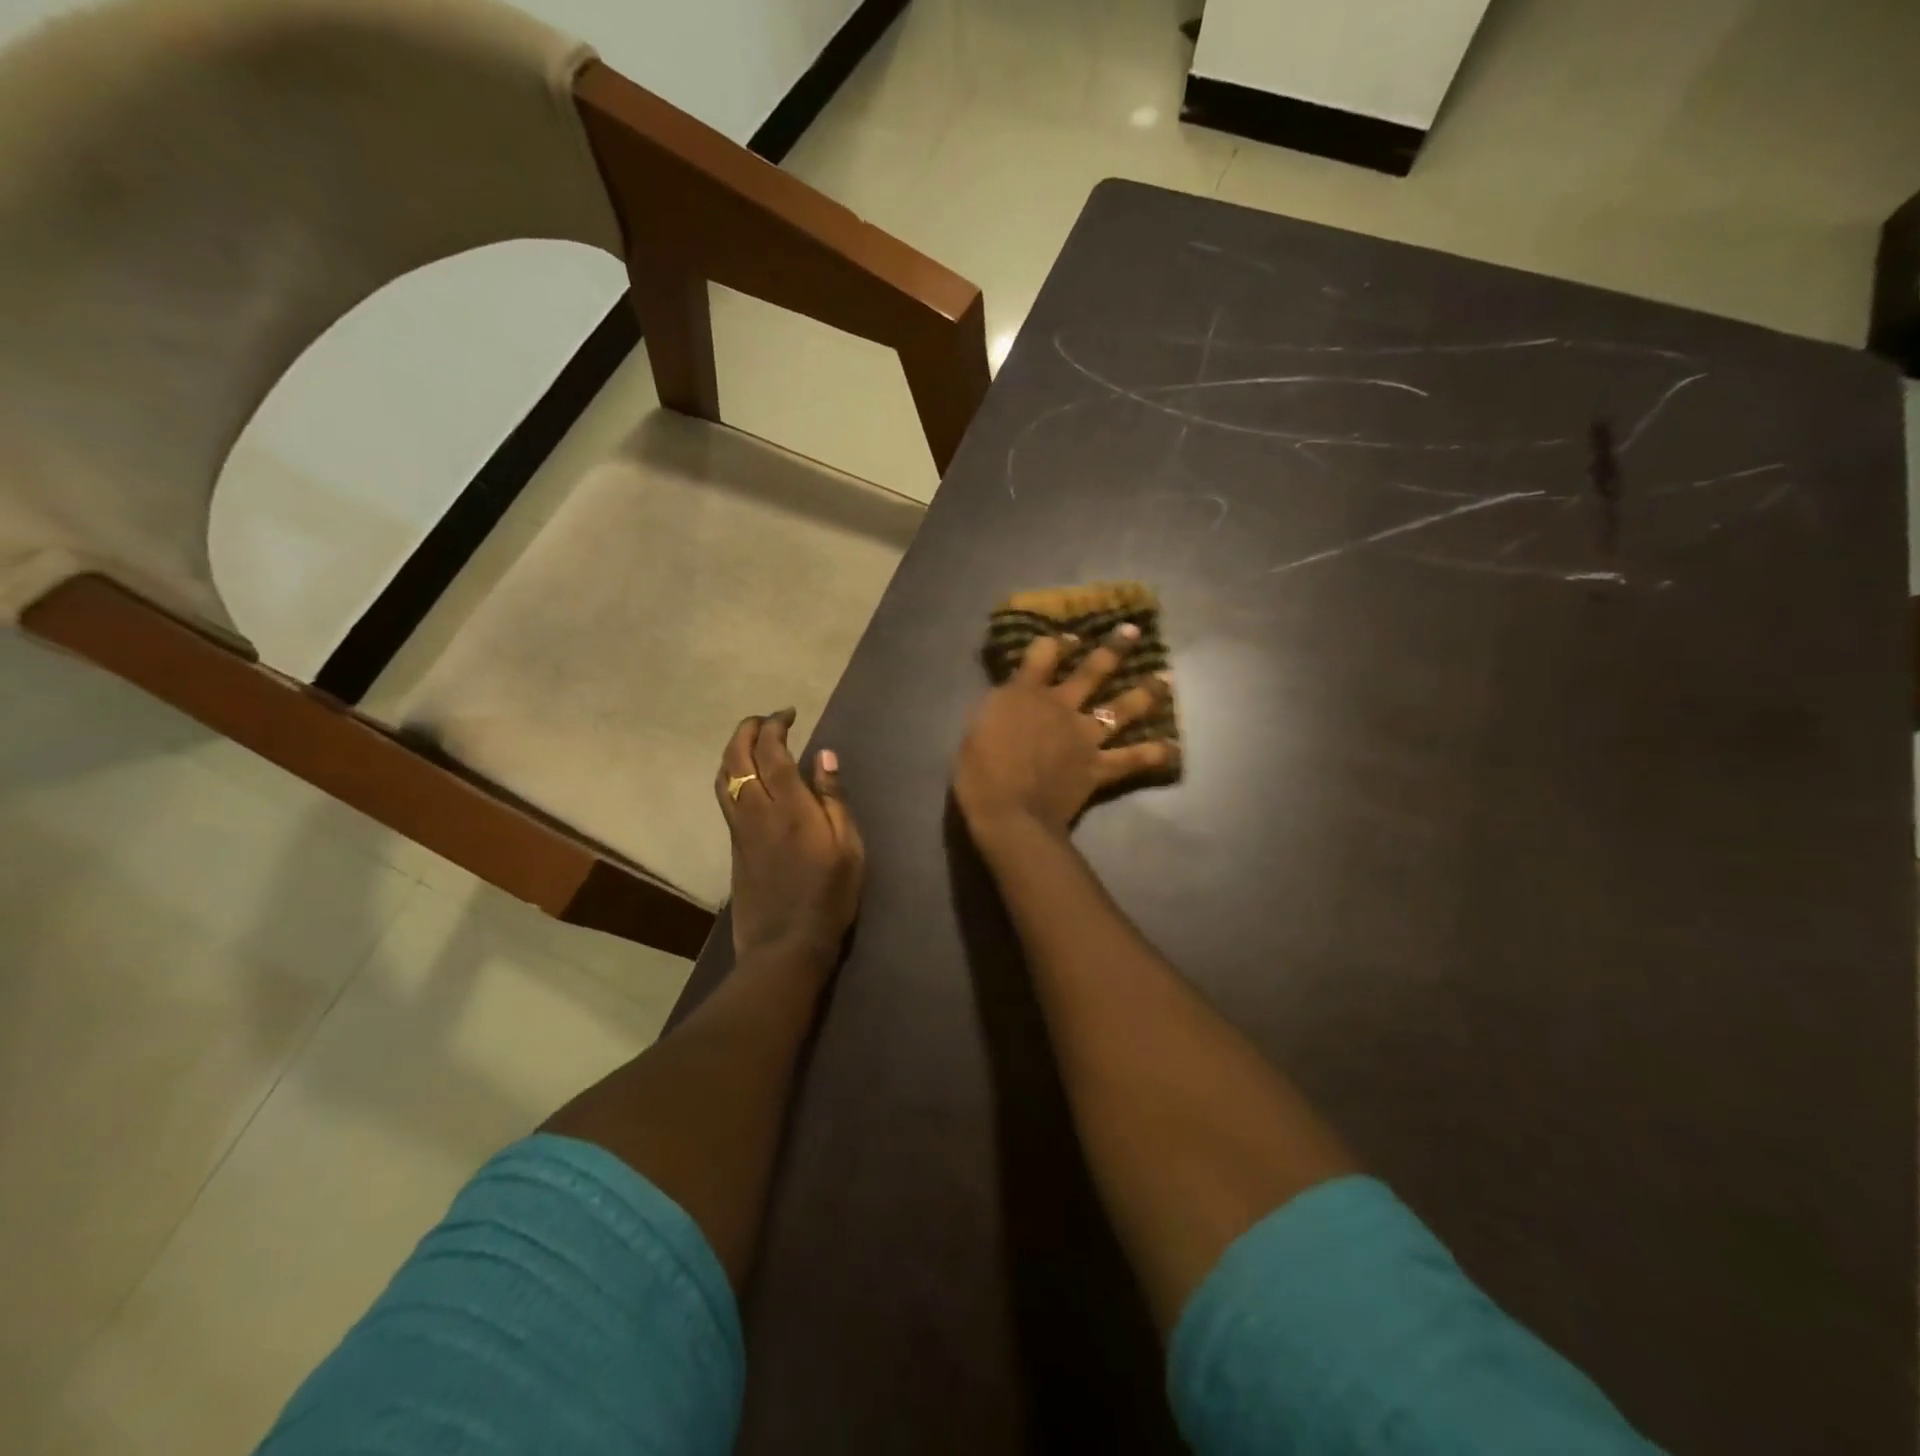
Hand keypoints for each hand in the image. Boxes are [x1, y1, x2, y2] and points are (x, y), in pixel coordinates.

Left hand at [716, 710, 864, 968]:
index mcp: (789, 807)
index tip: (789, 713)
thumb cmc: (829, 895)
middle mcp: (757, 810)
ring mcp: (740, 829)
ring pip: (723, 776)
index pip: (772, 752)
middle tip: (767, 719)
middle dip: (748, 730)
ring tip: (752, 741)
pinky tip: (746, 777)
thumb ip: (833, 799)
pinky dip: (731, 773)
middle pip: (737, 757)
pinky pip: (724, 796)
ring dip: (733, 750)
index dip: (775, 725)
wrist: (786, 944)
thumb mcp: (848, 847)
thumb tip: (824, 755)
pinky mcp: (734, 845)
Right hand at [954, 627, 1175, 840]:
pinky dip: (1153, 754)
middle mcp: (1061, 706)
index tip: (1069, 638)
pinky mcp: (1098, 767)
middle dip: (1114, 649)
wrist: (1008, 811)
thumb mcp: (977, 727)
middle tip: (1134, 632)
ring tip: (1166, 679)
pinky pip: (1131, 759)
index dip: (1057, 643)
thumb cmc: (979, 772)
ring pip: (1121, 708)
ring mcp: (1084, 736)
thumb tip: (1012, 697)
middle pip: (1092, 671)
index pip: (1043, 654)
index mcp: (1025, 694)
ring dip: (1145, 692)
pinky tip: (1172, 749)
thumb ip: (1000, 708)